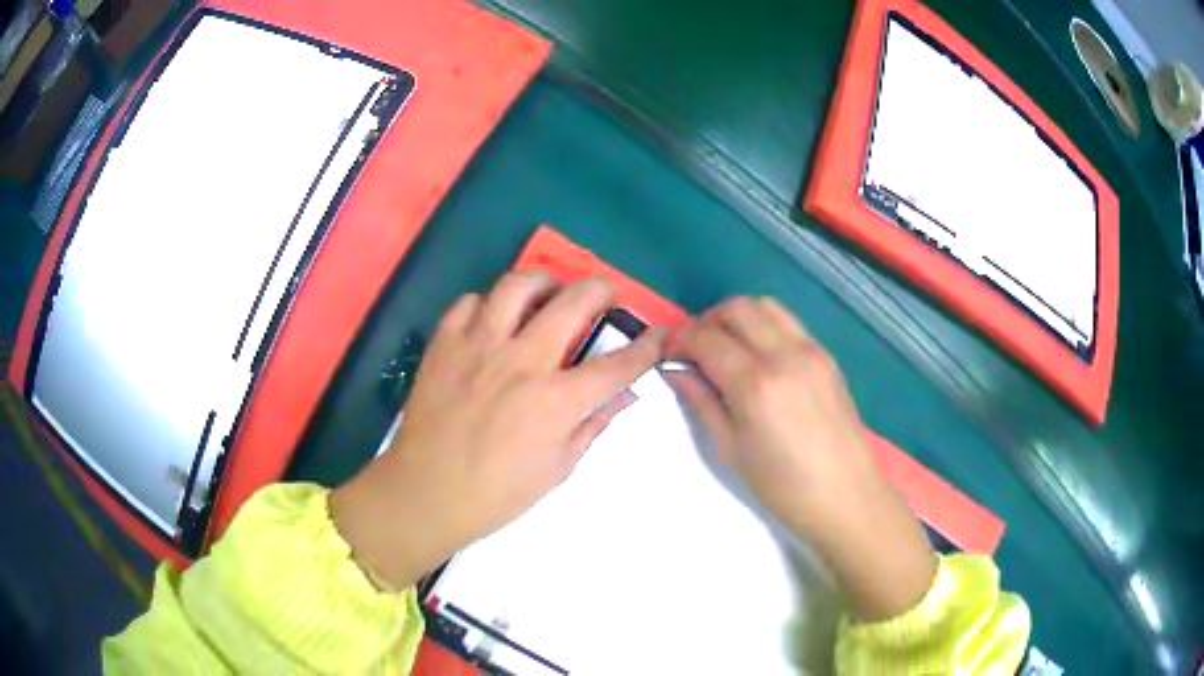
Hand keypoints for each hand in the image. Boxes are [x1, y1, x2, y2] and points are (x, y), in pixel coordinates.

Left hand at [331, 273, 662, 588]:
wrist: (426, 492)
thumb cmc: (496, 493)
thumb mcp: (557, 469)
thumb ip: (593, 425)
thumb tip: (624, 396)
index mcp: (555, 401)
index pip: (616, 365)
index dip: (646, 347)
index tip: (659, 334)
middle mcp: (521, 361)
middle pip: (573, 303)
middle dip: (601, 291)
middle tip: (605, 295)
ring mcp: (479, 346)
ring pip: (517, 286)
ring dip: (543, 282)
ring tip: (549, 291)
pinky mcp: (445, 344)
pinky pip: (469, 303)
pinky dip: (488, 304)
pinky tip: (493, 319)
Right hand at [667, 297, 935, 620]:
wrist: (845, 497)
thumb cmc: (782, 487)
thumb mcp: (731, 450)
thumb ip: (702, 402)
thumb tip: (677, 369)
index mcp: (756, 385)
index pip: (707, 338)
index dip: (681, 340)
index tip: (669, 353)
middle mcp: (785, 355)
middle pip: (737, 308)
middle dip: (708, 321)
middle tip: (696, 350)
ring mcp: (811, 351)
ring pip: (765, 306)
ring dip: (738, 318)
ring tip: (727, 349)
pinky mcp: (827, 356)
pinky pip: (789, 323)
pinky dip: (765, 327)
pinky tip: (759, 358)